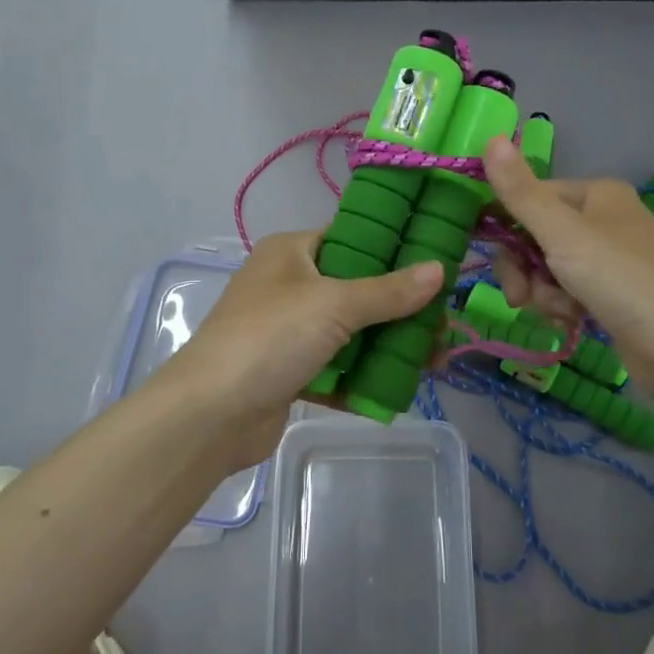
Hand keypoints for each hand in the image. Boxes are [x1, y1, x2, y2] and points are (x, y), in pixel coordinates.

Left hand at [158, 232, 445, 466]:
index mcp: (291, 252)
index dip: (393, 248)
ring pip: (349, 332)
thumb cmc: (271, 337)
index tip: (435, 262)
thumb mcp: (334, 304)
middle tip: (443, 321)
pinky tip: (402, 386)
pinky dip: (363, 376)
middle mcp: (288, 285)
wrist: (211, 414)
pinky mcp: (289, 372)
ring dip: (388, 344)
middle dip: (399, 307)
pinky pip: (336, 367)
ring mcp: (287, 332)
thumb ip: (389, 291)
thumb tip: (440, 269)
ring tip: (435, 357)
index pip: (351, 238)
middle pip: (356, 289)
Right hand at [481, 136, 653, 391]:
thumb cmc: (620, 279)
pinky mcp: (611, 295)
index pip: (531, 198)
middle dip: (524, 270)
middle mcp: (603, 219)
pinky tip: (571, 323)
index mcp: (595, 194)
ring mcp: (608, 259)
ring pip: (547, 269)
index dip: (507, 229)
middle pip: (535, 237)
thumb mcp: (561, 233)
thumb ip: (520, 192)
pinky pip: (566, 293)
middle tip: (521, 298)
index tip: (496, 258)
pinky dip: (561, 308)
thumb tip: (490, 138)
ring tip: (561, 313)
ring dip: (543, 294)